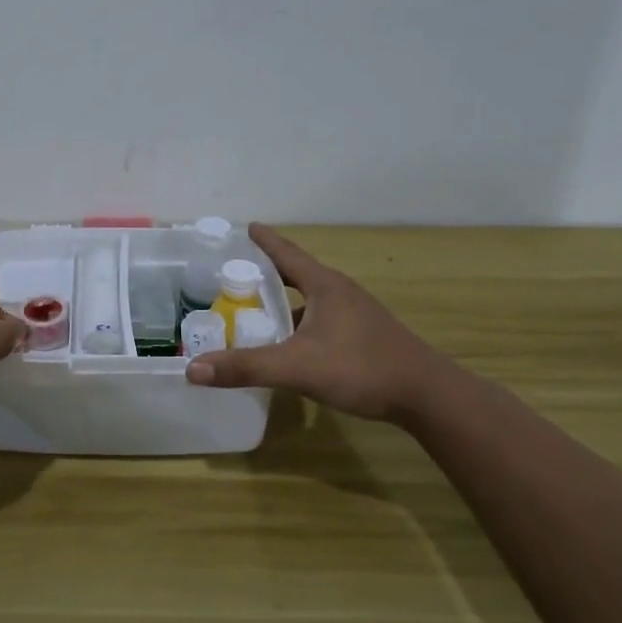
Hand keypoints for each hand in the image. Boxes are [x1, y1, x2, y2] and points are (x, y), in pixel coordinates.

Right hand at [185, 224, 450, 422]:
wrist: (428, 396)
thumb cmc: (362, 368)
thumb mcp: (297, 367)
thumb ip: (246, 367)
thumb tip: (193, 368)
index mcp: (325, 285)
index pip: (287, 254)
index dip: (264, 241)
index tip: (247, 226)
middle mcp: (341, 293)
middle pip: (298, 274)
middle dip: (268, 273)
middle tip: (237, 275)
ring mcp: (357, 315)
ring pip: (311, 300)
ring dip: (285, 303)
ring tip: (257, 312)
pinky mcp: (365, 336)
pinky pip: (322, 320)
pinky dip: (300, 325)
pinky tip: (291, 346)